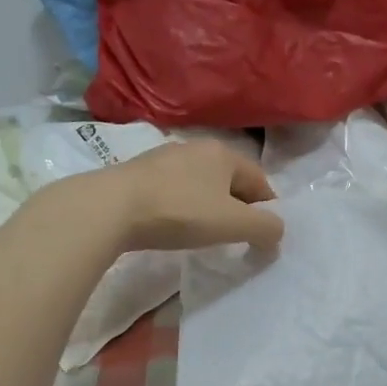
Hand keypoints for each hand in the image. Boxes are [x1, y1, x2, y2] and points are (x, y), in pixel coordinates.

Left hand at [93, 138, 284, 252]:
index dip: (267, 210)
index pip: (260, 181)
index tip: (263, 237)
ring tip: (204, 234)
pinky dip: (182, 207)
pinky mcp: (139, 174)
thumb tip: (277, 232)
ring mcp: (164, 158)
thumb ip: (265, 228)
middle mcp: (196, 147)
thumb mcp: (232, 224)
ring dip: (208, 207)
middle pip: (230, 181)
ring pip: (200, 185)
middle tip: (236, 237)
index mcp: (224, 153)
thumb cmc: (180, 211)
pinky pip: (174, 191)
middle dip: (237, 208)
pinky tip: (172, 226)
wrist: (110, 208)